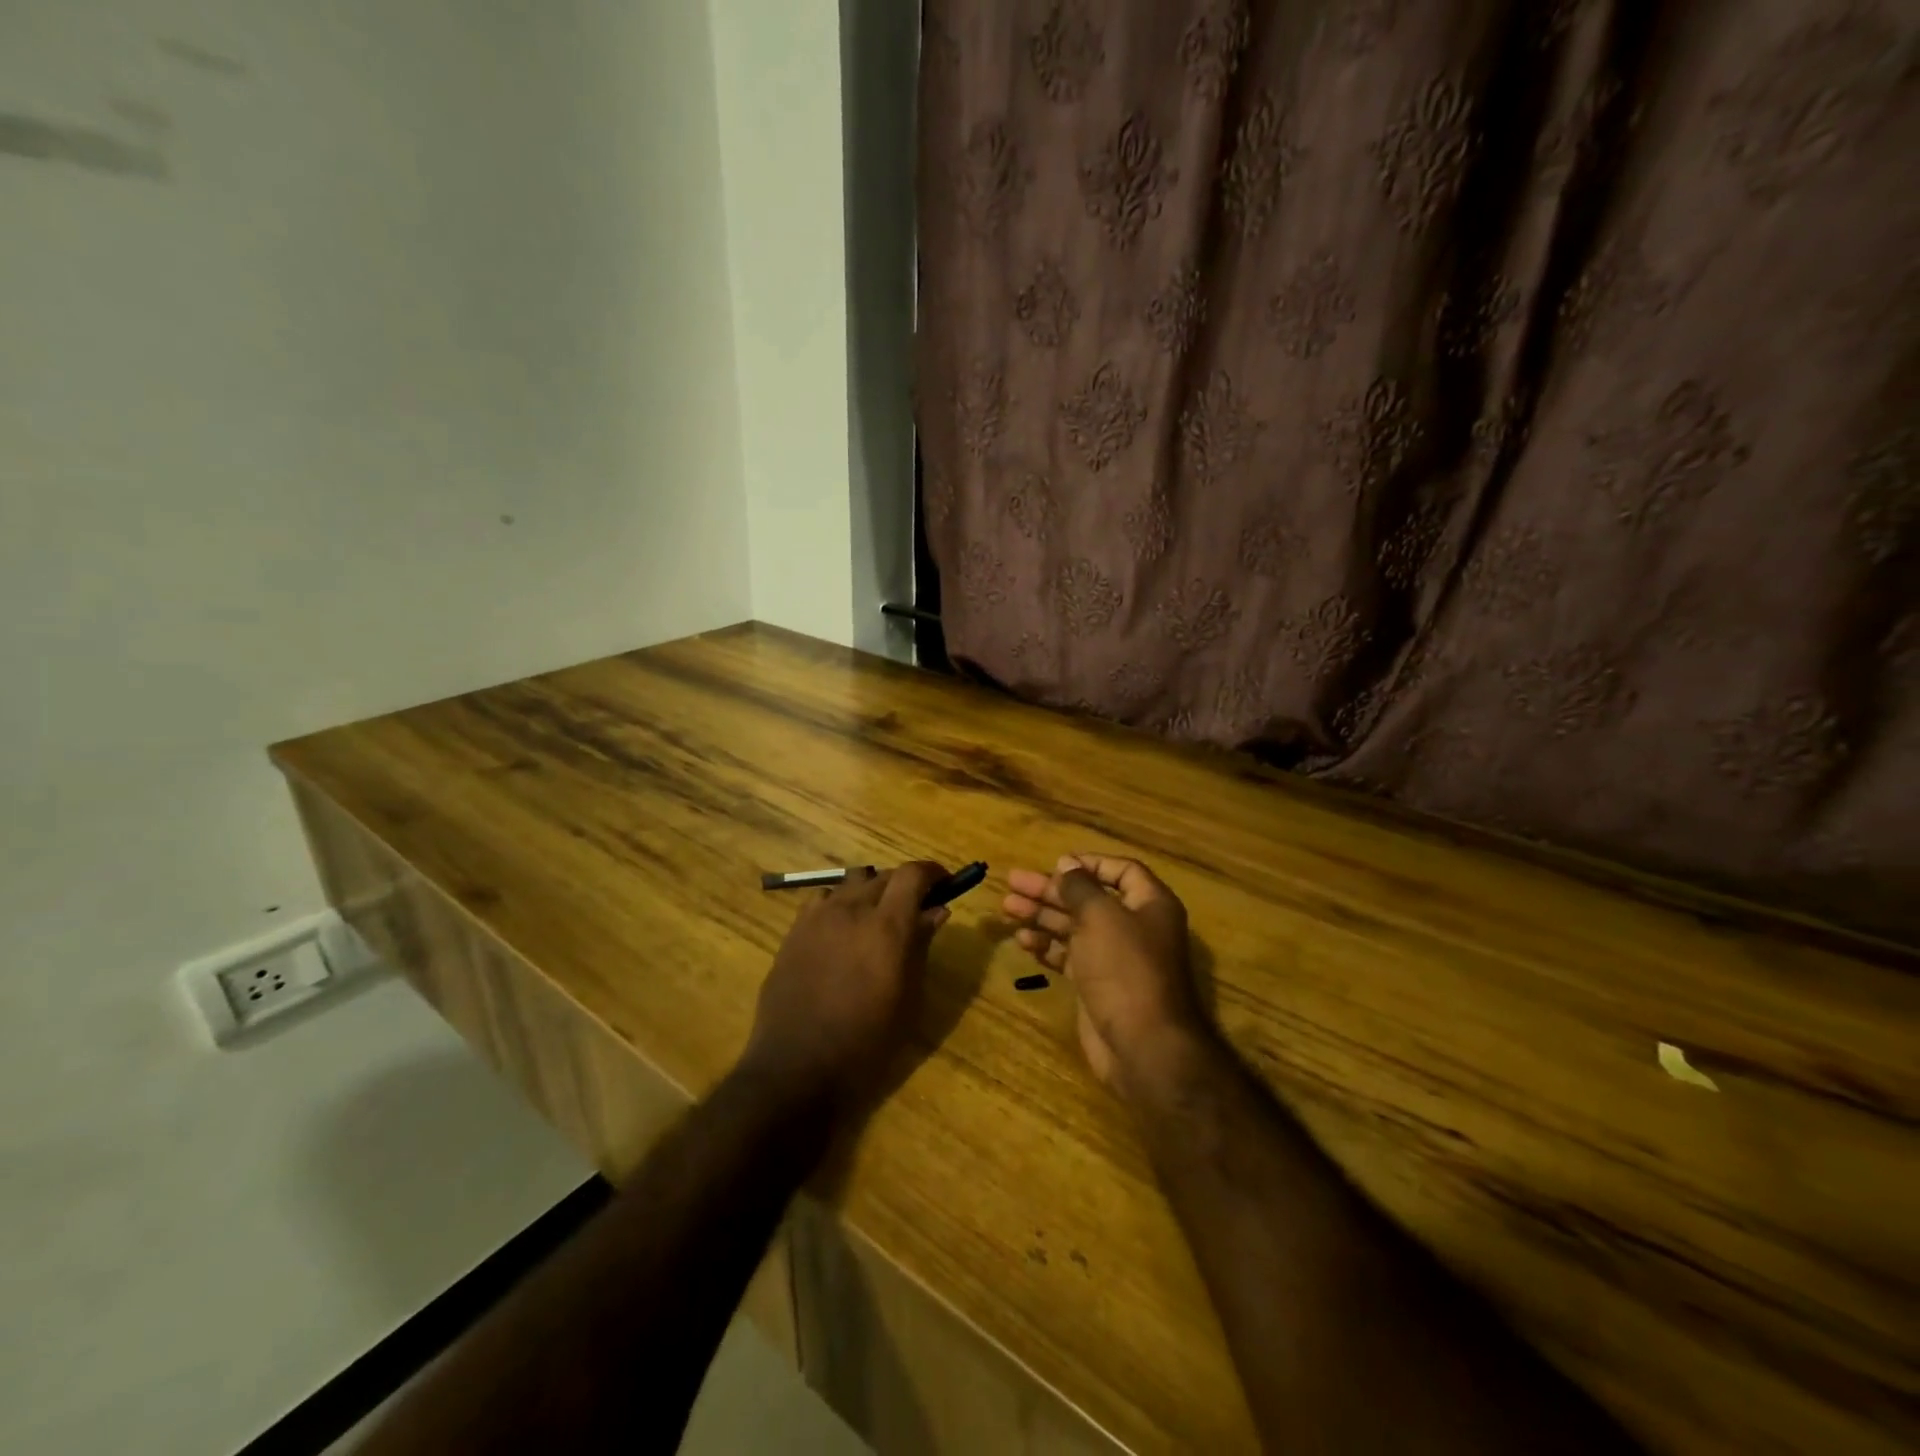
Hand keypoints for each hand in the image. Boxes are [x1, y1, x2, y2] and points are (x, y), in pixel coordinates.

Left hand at [742, 862, 949, 1111]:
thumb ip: (921, 946)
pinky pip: (823, 899)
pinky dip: (840, 904)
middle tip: (914, 909)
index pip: (913, 874)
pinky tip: (841, 930)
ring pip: (852, 883)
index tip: (944, 883)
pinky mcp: (794, 930)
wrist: (798, 1068)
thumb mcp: (908, 998)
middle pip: (884, 876)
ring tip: (875, 918)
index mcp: (887, 927)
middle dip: (904, 886)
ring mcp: (818, 917)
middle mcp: (851, 910)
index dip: (932, 872)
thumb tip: (936, 911)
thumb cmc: (867, 1042)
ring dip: (871, 892)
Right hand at [1002, 854, 1210, 1100]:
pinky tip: (1022, 941)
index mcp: (1150, 904)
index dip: (1089, 864)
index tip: (1055, 863)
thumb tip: (1067, 864)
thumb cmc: (1124, 968)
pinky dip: (1047, 946)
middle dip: (1051, 890)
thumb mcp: (1100, 916)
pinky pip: (1069, 956)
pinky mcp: (1097, 984)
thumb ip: (1080, 887)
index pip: (1121, 870)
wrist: (1143, 1045)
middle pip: (1089, 898)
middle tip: (1013, 882)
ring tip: (1007, 907)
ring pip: (1074, 927)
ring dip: (1042, 916)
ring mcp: (1115, 957)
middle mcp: (1134, 926)